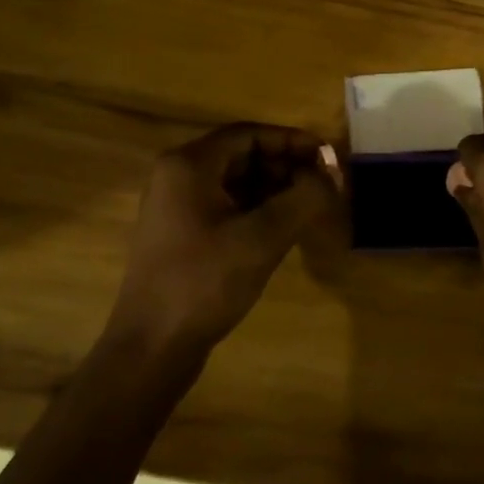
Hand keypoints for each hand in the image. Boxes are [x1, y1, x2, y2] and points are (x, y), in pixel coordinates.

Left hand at [108, 123, 337, 356]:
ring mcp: (175, 206)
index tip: (327, 157)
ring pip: (235, 181)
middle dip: (285, 165)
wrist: (151, 348)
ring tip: (309, 206)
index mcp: (189, 164)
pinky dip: (256, 208)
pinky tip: (282, 227)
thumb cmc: (205, 283)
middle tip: (323, 184)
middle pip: (242, 155)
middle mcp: (177, 175)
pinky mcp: (181, 233)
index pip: (249, 134)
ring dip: (273, 188)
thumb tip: (332, 173)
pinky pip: (225, 205)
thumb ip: (304, 198)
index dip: (292, 141)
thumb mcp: (263, 238)